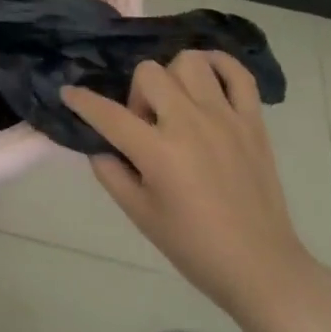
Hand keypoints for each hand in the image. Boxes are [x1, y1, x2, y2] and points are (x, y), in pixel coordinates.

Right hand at [63, 50, 314, 318]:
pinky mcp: (253, 121)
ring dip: (173, 78)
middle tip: (145, 125)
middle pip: (149, 73)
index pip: (108, 114)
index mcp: (159, 152)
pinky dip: (220, 65)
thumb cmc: (195, 248)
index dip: (82, 101)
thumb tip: (100, 146)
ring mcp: (225, 118)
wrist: (262, 269)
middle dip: (137, 94)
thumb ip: (111, 174)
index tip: (68, 92)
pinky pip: (237, 73)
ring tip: (176, 105)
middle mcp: (190, 124)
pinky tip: (207, 79)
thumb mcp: (140, 216)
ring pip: (189, 62)